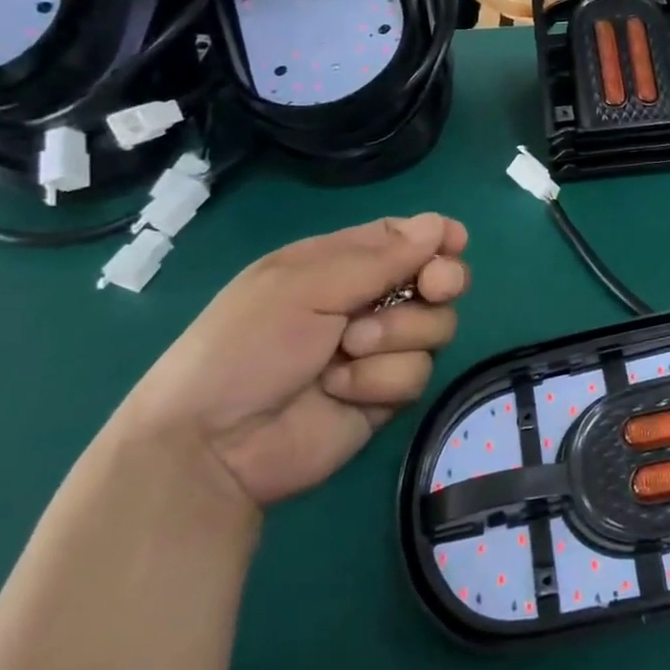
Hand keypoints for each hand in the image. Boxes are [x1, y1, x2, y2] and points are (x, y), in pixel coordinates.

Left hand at [116, 214, 468, 507]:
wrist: (215, 444)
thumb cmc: (247, 346)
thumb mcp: (303, 286)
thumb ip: (379, 258)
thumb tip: (440, 225)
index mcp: (339, 265)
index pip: (402, 239)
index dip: (434, 238)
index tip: (455, 242)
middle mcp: (366, 302)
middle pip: (436, 281)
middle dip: (440, 282)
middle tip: (433, 287)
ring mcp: (380, 350)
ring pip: (435, 328)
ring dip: (396, 335)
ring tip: (348, 350)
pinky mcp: (386, 394)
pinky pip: (416, 374)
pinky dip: (380, 380)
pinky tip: (340, 390)